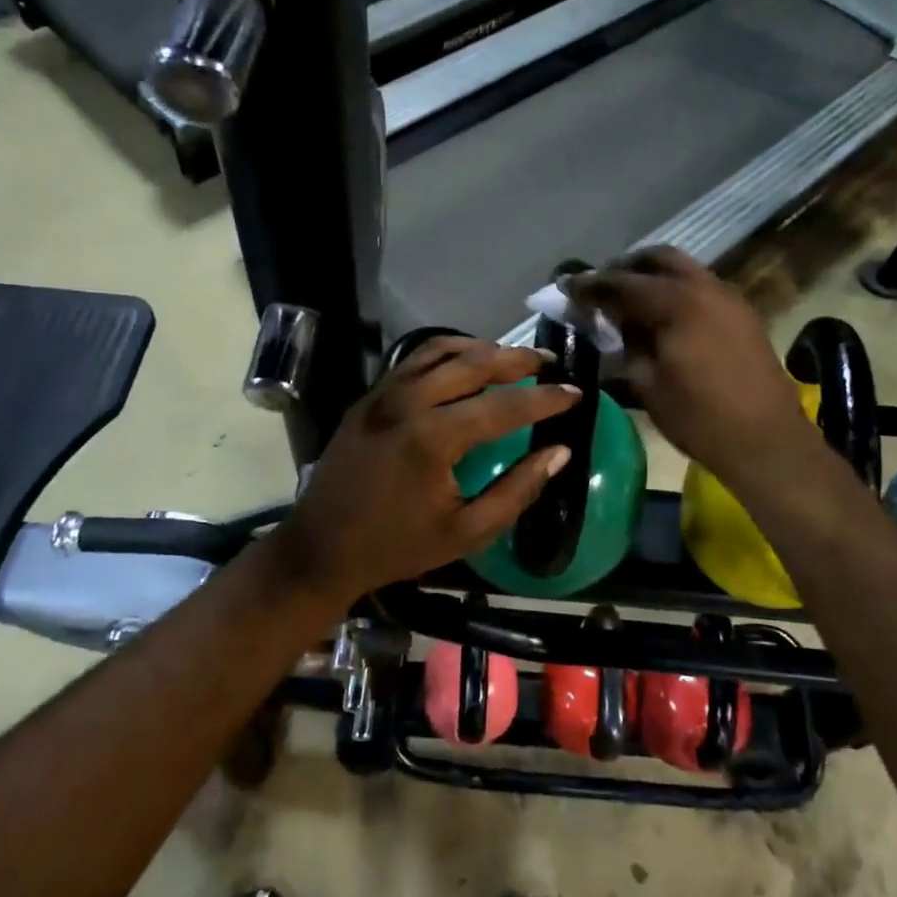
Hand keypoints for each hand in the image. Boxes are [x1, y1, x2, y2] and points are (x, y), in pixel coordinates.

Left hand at [269, 336, 578, 604]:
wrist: (321, 548)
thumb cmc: (396, 546)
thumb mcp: (466, 533)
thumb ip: (516, 490)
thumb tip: (559, 452)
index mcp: (433, 439)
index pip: (504, 405)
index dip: (546, 399)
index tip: (576, 392)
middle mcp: (408, 403)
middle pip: (474, 363)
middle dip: (518, 359)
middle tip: (550, 363)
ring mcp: (384, 394)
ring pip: (441, 350)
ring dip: (482, 348)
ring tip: (513, 356)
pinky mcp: (370, 396)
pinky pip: (414, 359)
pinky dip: (447, 351)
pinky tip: (465, 361)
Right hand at [569, 247, 805, 480]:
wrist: (766, 441)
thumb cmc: (699, 418)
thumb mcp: (648, 384)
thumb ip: (626, 345)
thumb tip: (612, 325)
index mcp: (677, 303)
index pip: (623, 283)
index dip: (591, 284)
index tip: (566, 286)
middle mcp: (705, 288)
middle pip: (659, 259)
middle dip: (627, 267)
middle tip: (602, 287)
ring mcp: (729, 299)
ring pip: (685, 270)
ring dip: (654, 277)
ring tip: (630, 302)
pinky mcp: (743, 315)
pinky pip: (702, 288)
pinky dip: (677, 291)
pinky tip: (663, 318)